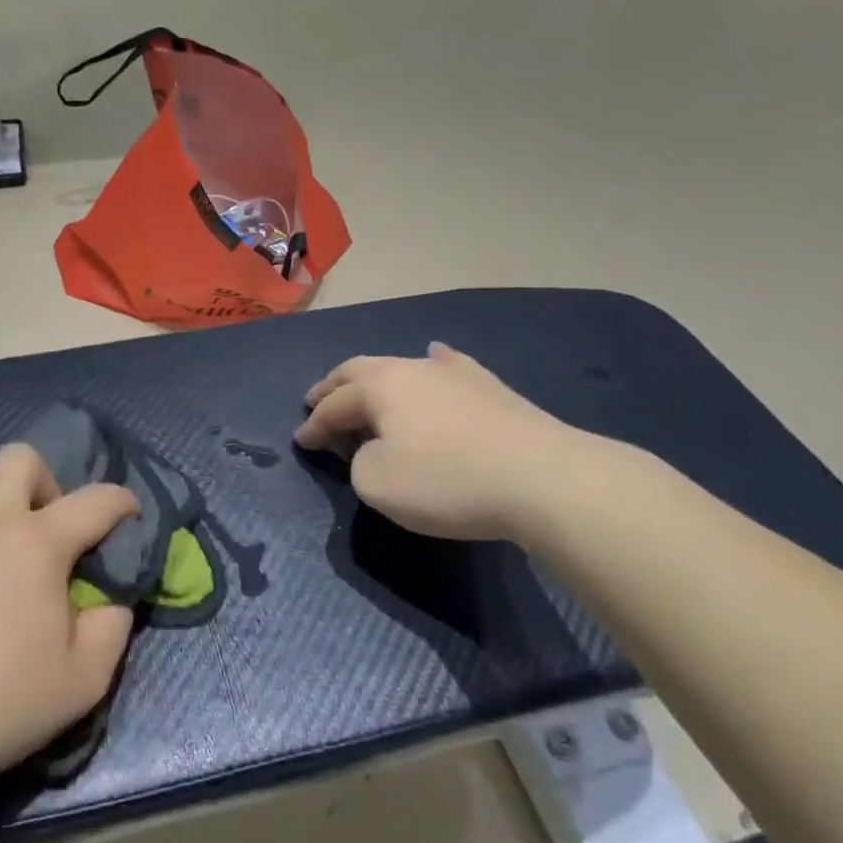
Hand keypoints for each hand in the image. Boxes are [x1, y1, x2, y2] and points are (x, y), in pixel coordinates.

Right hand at [294, 343, 593, 542]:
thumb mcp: (378, 483)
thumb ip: (359, 463)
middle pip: (361, 371)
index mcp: (380, 387)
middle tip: (316, 399)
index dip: (314, 425)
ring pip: (403, 367)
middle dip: (335, 386)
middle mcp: (413, 368)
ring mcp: (455, 374)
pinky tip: (435, 359)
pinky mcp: (491, 388)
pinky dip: (431, 368)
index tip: (301, 441)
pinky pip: (449, 368)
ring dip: (377, 381)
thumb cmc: (447, 480)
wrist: (542, 477)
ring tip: (365, 386)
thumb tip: (376, 449)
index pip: (335, 404)